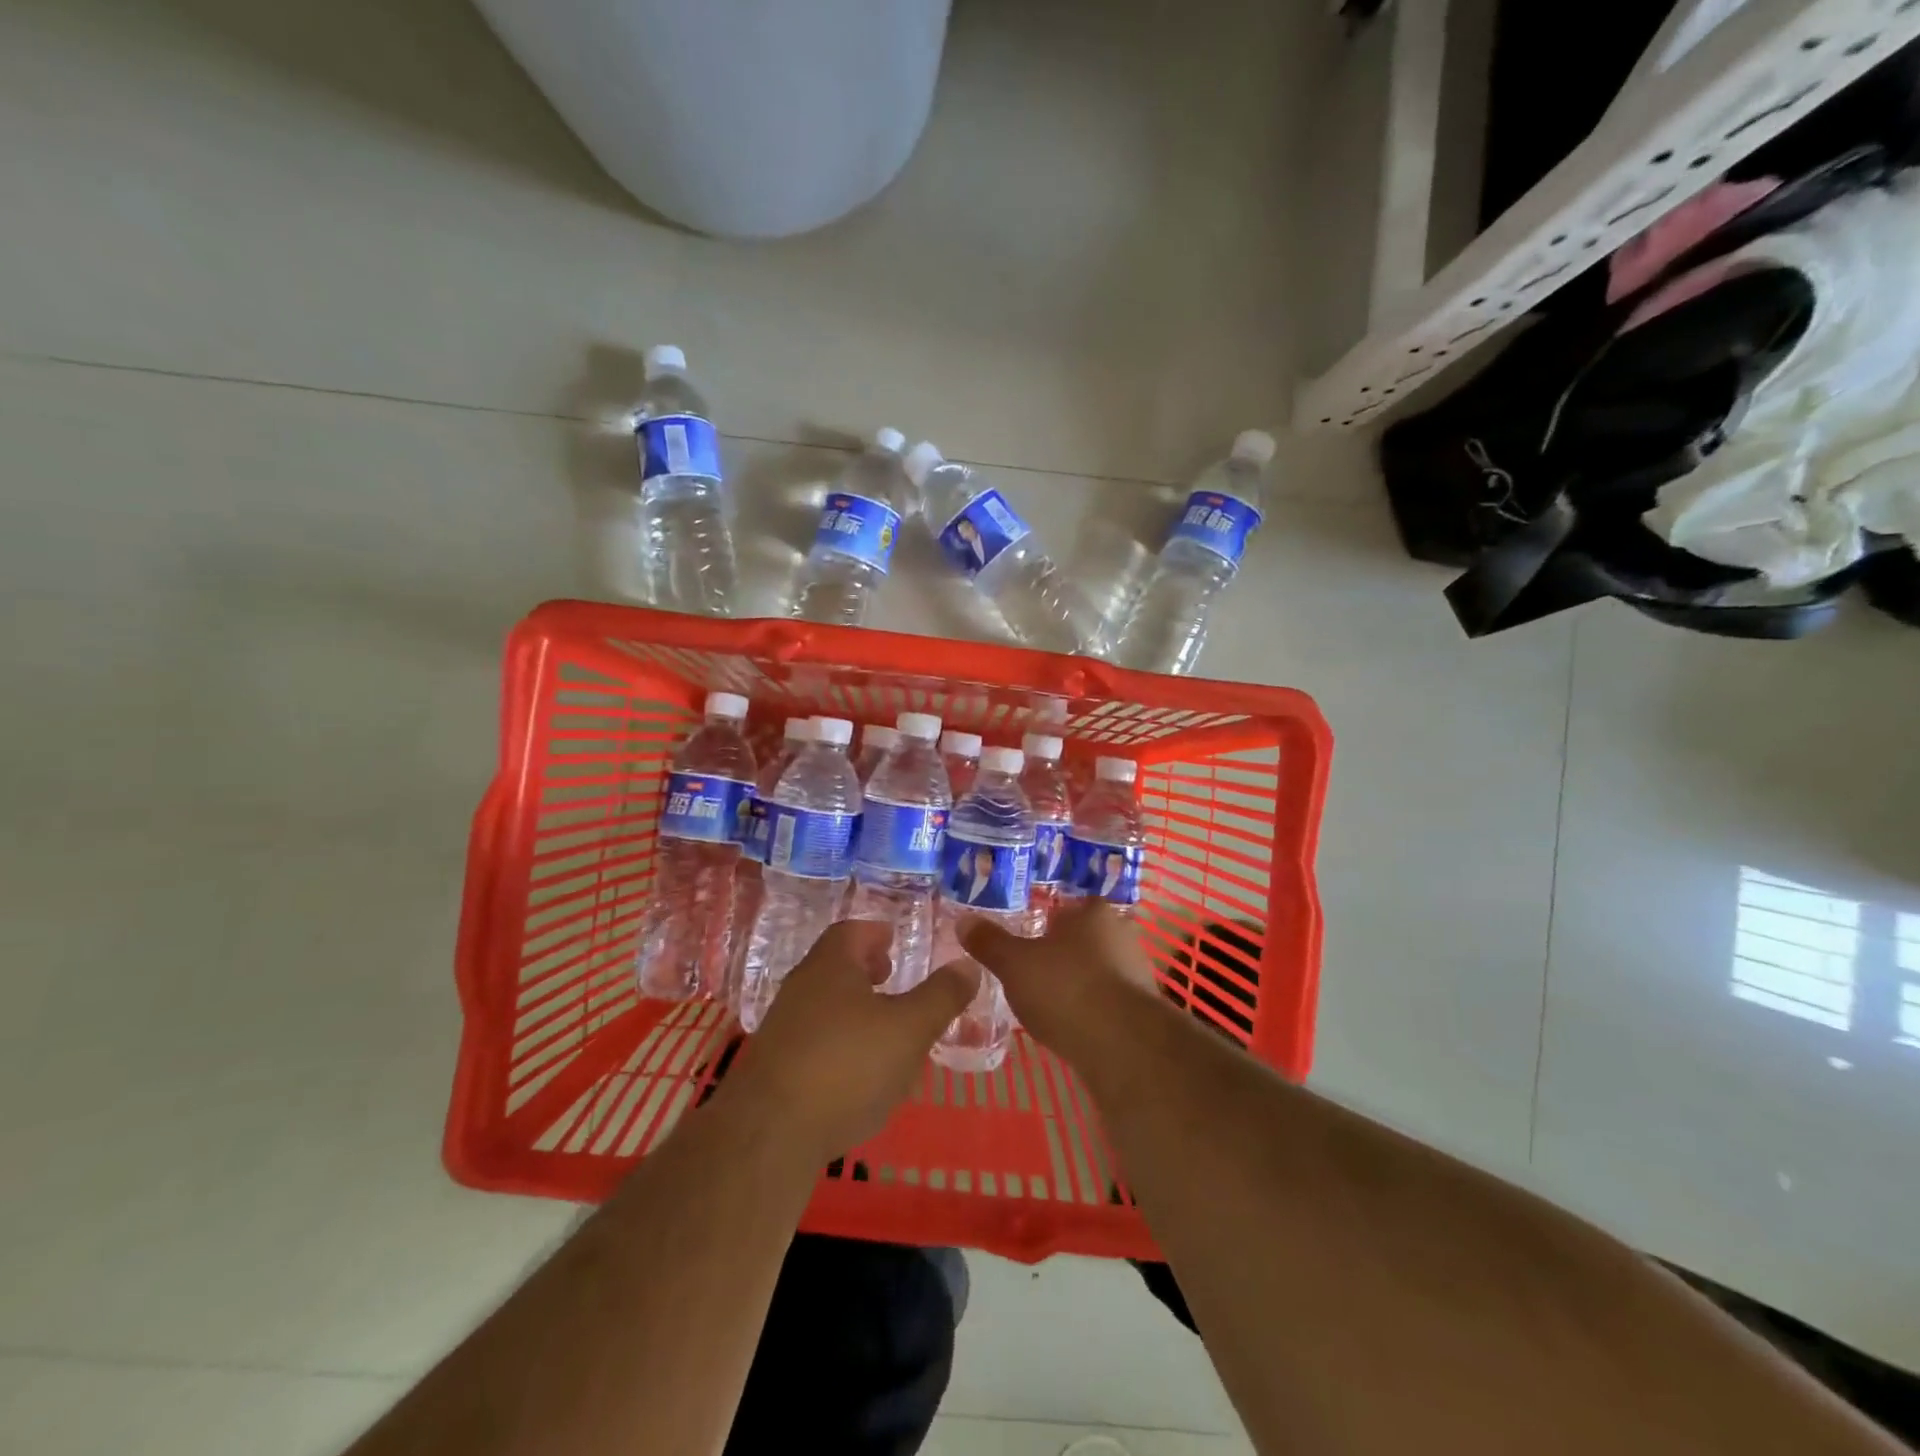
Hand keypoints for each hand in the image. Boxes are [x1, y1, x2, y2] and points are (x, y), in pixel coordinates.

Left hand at [722, 921, 979, 1163]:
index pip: (852, 932)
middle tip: (892, 978)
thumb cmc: (847, 1066)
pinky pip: (812, 1038)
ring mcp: (782, 1027)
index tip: (895, 942)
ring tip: (882, 1026)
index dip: (876, 934)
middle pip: (834, 965)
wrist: (769, 1134)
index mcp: (831, 965)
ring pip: (823, 1002)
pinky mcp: (774, 1066)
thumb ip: (941, 996)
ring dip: (852, 1006)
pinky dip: (837, 1039)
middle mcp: (801, 987)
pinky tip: (856, 1070)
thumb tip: (967, 964)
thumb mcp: (910, 1029)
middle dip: (864, 968)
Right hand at [959, 900, 1158, 1058]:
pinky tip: (1070, 1028)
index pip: (1068, 906)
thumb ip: (989, 942)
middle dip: (1061, 954)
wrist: (1123, 1047)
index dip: (1046, 920)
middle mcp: (1121, 934)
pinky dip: (1090, 1011)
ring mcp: (1137, 973)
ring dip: (1077, 984)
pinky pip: (1108, 1002)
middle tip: (1030, 972)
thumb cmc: (1066, 988)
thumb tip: (964, 921)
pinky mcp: (1142, 1011)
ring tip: (1046, 1004)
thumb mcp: (1014, 963)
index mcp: (1093, 912)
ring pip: (1098, 971)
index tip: (1025, 939)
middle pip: (1084, 938)